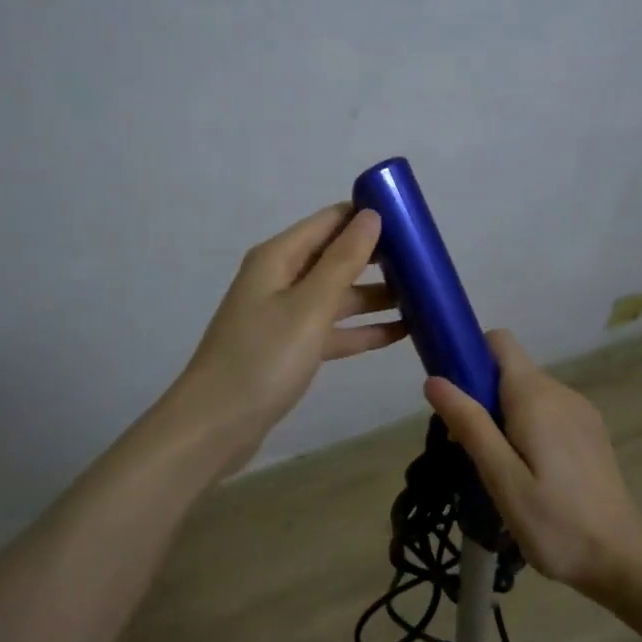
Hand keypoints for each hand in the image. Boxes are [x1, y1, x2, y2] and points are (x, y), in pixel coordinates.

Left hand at [179, 204, 407, 448]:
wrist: (215, 426)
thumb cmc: (262, 358)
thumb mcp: (309, 306)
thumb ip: (343, 261)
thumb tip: (372, 215)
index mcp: (278, 258)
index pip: (330, 221)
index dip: (367, 216)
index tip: (413, 221)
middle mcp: (281, 279)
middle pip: (336, 257)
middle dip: (378, 257)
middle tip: (426, 262)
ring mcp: (285, 315)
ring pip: (338, 295)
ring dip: (376, 296)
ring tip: (424, 296)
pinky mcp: (291, 348)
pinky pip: (334, 329)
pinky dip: (363, 330)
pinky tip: (401, 333)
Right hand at [424, 329, 641, 599]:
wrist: (622, 559)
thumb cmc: (555, 522)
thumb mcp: (502, 478)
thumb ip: (470, 424)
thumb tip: (434, 380)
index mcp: (536, 396)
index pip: (499, 341)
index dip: (470, 354)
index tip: (452, 394)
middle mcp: (560, 391)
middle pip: (509, 370)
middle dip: (480, 396)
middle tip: (467, 450)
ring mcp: (580, 410)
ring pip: (527, 393)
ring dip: (502, 416)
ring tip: (497, 469)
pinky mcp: (590, 431)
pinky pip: (547, 411)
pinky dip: (526, 427)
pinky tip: (528, 473)